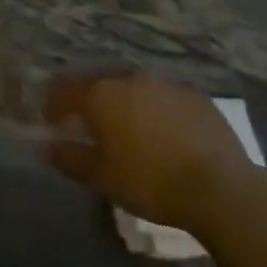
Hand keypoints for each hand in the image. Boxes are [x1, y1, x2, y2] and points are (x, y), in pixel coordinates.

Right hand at [46, 76, 253, 227]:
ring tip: (128, 126)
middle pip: (99, 83)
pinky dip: (156, 108)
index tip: (51, 122)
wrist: (219, 187)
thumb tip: (47, 148)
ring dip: (124, 101)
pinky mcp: (194, 94)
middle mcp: (129, 78)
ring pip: (134, 87)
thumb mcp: (102, 178)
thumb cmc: (150, 182)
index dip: (54, 105)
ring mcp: (164, 83)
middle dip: (90, 100)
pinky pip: (164, 96)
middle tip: (89, 122)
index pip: (66, 91)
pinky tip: (164, 130)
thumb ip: (70, 158)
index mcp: (101, 94)